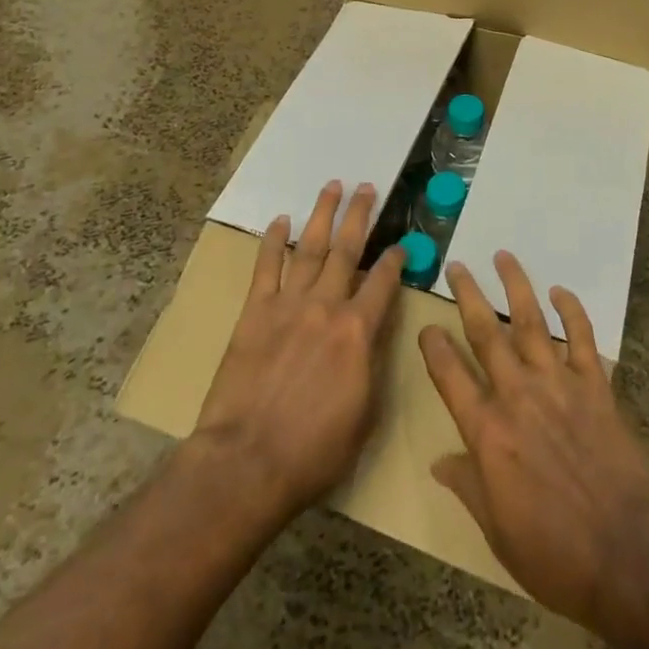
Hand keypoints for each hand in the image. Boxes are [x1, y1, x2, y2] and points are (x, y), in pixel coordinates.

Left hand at [193, 180, 403, 519]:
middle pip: (347, 249)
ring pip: (310, 247)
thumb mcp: (364, 414)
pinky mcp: (256, 312)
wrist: (247, 461)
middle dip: (360, 215)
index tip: (401, 244)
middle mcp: (327, 306)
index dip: (395, 259)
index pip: (384, 282)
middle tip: (367, 187)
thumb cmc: (313, 450)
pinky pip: (267, 267)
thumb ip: (372, 364)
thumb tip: (375, 333)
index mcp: (359, 331)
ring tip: (333, 187)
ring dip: (323, 215)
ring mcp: (289, 304)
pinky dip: (273, 241)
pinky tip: (280, 220)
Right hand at [418, 251, 648, 629]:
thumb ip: (468, 487)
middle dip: (468, 296)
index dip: (434, 347)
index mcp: (488, 432)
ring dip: (515, 286)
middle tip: (457, 265)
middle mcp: (518, 395)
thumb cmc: (556, 554)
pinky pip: (582, 337)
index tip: (425, 324)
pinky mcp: (595, 384)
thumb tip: (439, 462)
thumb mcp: (498, 533)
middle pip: (486, 334)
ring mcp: (558, 383)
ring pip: (532, 321)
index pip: (450, 377)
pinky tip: (561, 290)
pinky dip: (572, 310)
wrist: (629, 552)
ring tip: (503, 256)